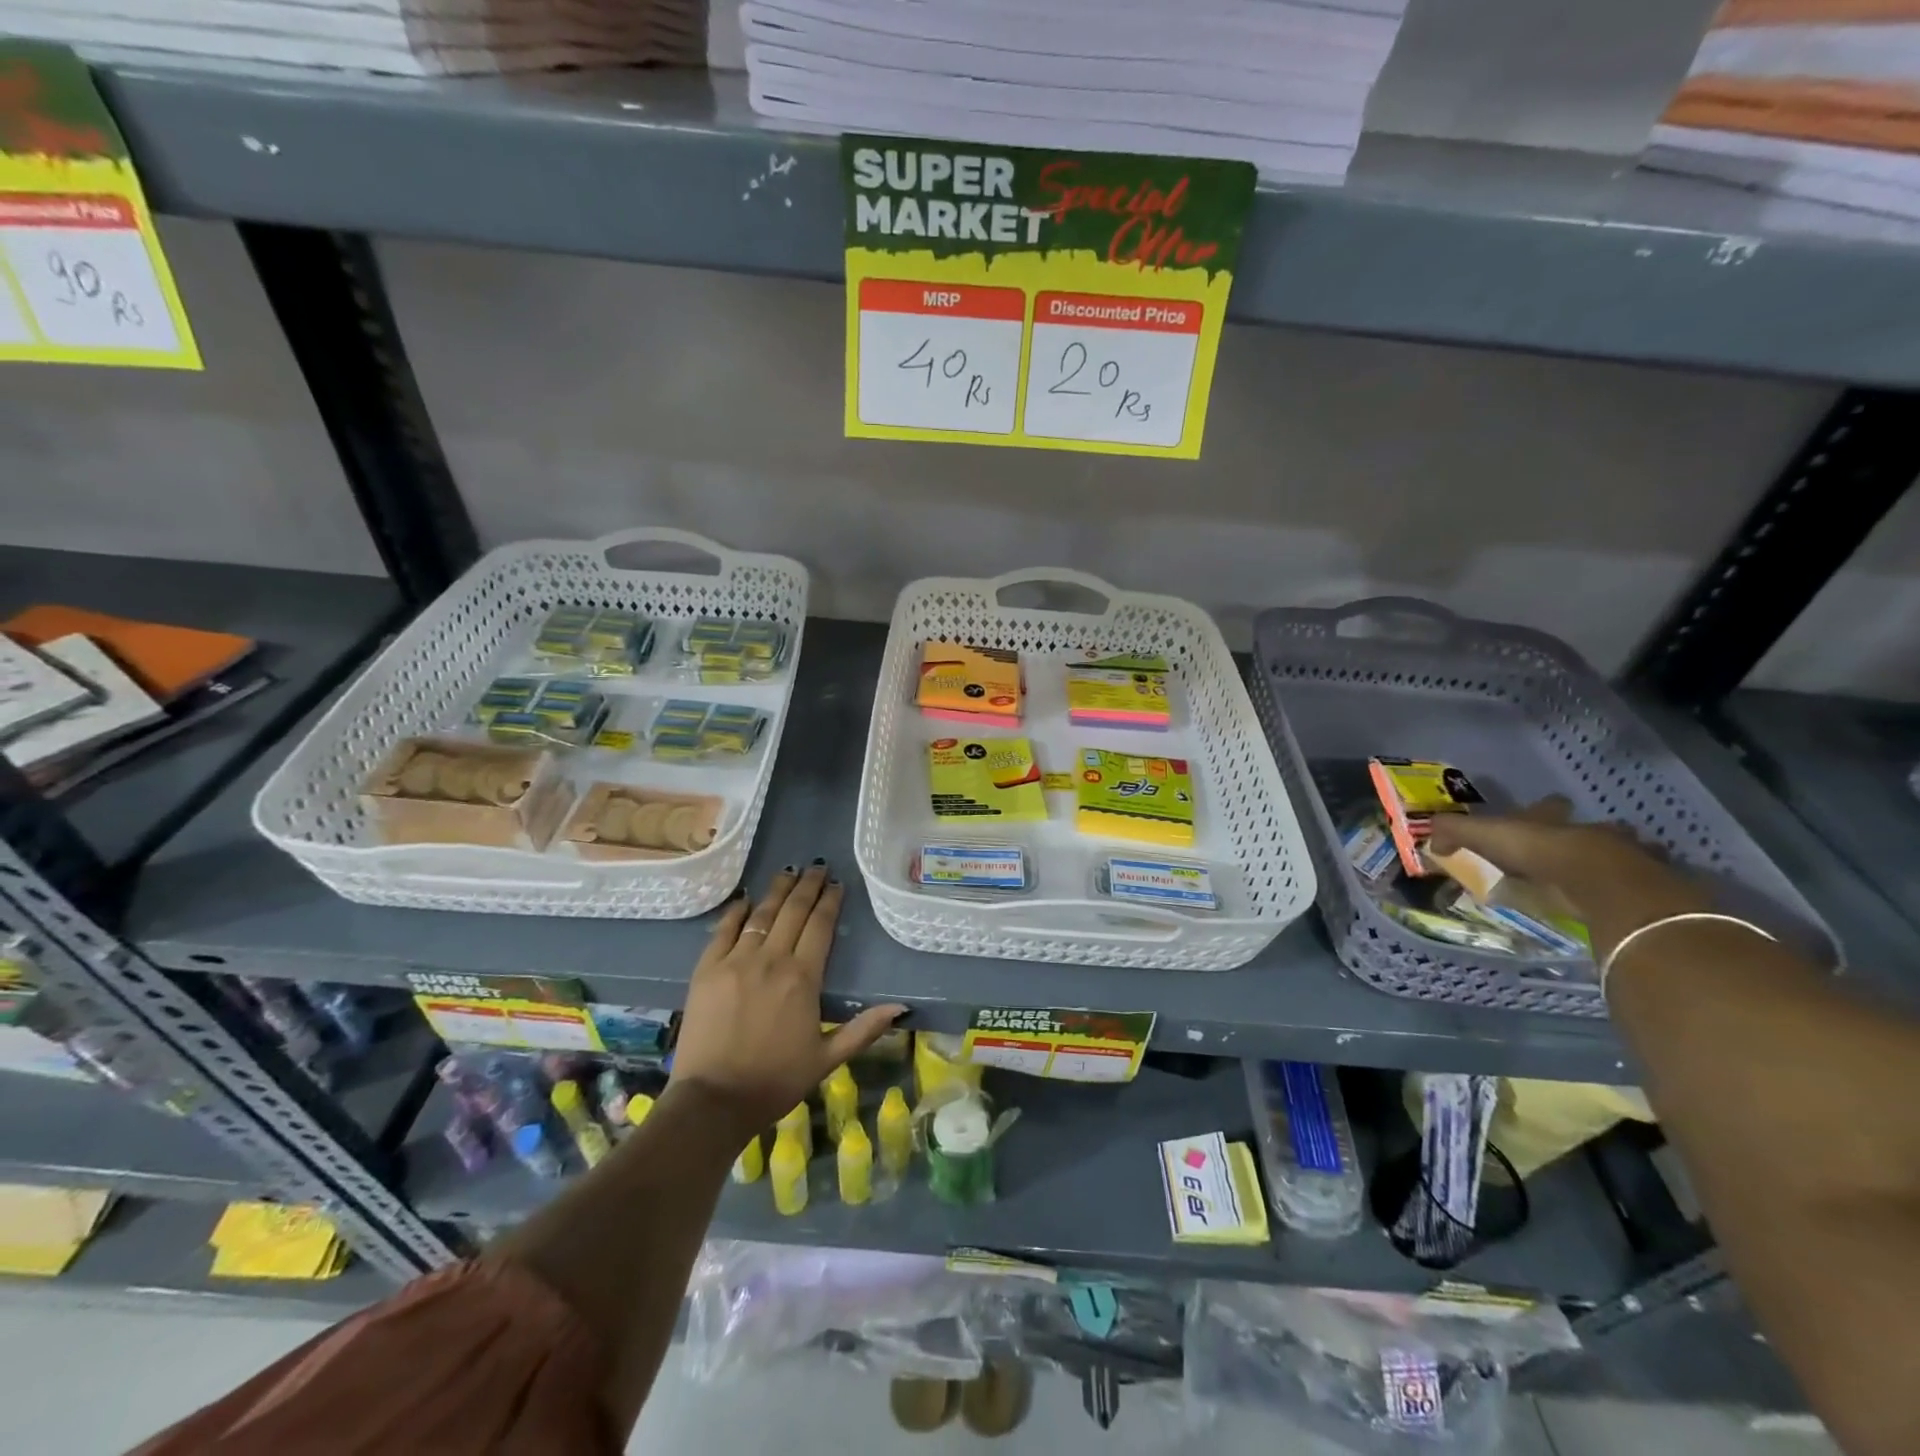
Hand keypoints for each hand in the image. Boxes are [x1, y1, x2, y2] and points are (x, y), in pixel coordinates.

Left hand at [669, 861, 905, 1137]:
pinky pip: (724, 930)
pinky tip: (746, 899)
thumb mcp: (827, 1059)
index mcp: (802, 978)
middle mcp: (771, 959)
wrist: (713, 1101)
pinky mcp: (706, 970)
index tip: (837, 884)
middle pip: (793, 911)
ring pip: (761, 914)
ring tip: (788, 871)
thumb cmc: (775, 1081)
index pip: (820, 926)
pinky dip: (737, 911)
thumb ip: (863, 1029)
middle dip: (807, 886)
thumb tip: (901, 1007)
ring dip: (777, 890)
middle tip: (817, 867)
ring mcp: (735, 961)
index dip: (830, 901)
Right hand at [1425, 798, 1712, 958]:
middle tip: (1572, 847)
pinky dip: (1628, 891)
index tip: (1539, 813)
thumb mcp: (1484, 835)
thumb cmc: (1539, 852)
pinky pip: (1635, 885)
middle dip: (1584, 833)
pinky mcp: (1640, 886)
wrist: (1598, 881)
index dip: (1540, 810)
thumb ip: (1455, 832)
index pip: (1545, 807)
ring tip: (1597, 876)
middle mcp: (1588, 831)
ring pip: (1620, 852)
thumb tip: (1431, 839)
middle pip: (1588, 827)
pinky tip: (1618, 900)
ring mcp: (1622, 857)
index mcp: (1552, 820)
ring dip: (1612, 859)